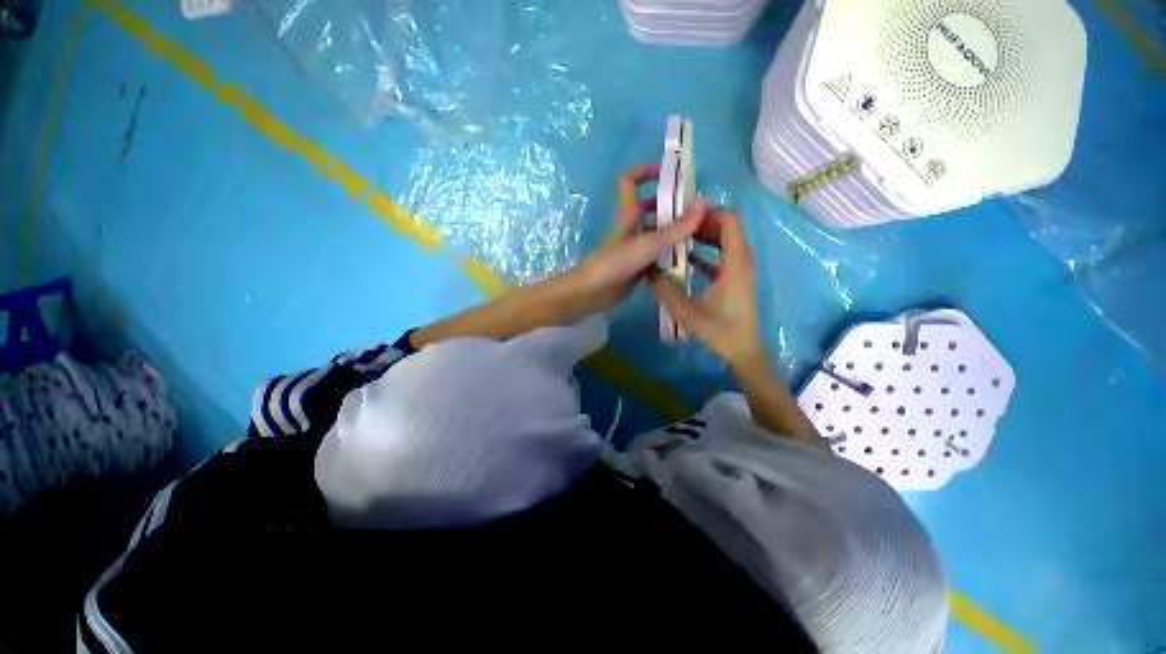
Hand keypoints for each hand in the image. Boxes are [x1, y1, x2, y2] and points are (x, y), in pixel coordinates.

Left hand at [564, 164, 704, 315]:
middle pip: (652, 208)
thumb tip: (702, 202)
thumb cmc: (616, 264)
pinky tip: (690, 261)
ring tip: (702, 237)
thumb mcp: (648, 244)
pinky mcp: (638, 267)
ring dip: (675, 233)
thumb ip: (675, 228)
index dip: (646, 171)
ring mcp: (635, 249)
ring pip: (658, 234)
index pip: (630, 181)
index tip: (672, 175)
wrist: (593, 293)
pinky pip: (658, 256)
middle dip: (673, 206)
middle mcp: (632, 229)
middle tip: (699, 214)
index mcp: (629, 215)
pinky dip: (672, 255)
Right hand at [650, 209, 765, 369]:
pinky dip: (706, 250)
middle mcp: (741, 260)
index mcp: (735, 263)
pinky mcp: (735, 277)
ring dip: (703, 236)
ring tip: (677, 238)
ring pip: (725, 240)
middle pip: (727, 227)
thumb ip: (666, 290)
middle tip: (675, 226)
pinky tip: (684, 258)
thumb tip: (649, 270)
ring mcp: (739, 268)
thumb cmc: (719, 330)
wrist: (742, 349)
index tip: (683, 217)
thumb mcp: (687, 312)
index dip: (708, 214)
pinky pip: (722, 254)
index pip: (730, 222)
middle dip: (702, 223)